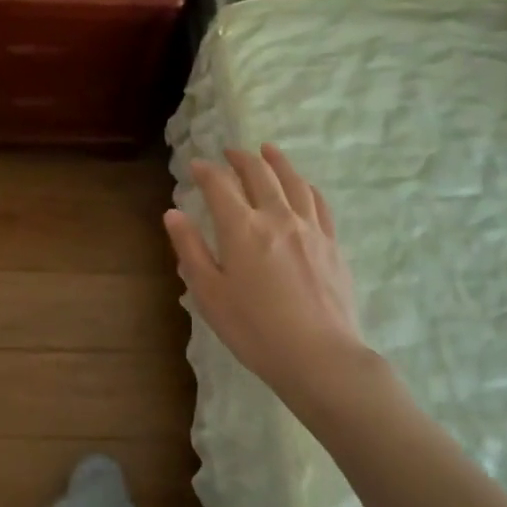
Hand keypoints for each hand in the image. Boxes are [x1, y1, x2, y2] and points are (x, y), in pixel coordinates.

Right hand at [163, 145, 370, 396]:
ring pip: (293, 181)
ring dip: (277, 161)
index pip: (220, 186)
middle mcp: (277, 217)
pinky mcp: (332, 244)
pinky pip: (318, 202)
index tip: (195, 166)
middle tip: (229, 152)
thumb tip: (173, 213)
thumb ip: (190, 249)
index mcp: (242, 229)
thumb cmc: (254, 329)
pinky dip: (305, 186)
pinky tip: (302, 186)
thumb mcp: (209, 293)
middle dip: (240, 159)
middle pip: (259, 174)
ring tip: (267, 151)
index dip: (205, 171)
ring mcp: (310, 228)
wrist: (319, 356)